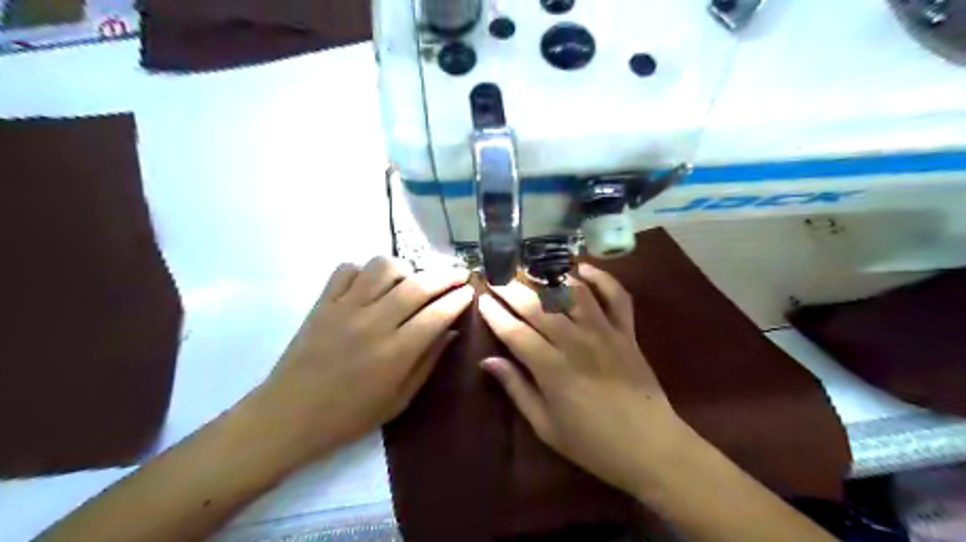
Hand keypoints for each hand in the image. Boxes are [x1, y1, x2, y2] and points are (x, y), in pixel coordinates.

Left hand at [250, 258, 473, 461]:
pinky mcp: (323, 303)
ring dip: (405, 269)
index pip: (437, 314)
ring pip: (382, 267)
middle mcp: (373, 323)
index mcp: (395, 352)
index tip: (470, 291)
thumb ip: (428, 361)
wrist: (289, 416)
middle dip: (445, 275)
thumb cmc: (349, 416)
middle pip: (417, 285)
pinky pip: (347, 269)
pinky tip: (371, 286)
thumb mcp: (399, 399)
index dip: (458, 299)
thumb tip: (452, 330)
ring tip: (410, 281)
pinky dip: (364, 271)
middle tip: (458, 273)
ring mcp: (345, 308)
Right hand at [478, 265, 690, 496]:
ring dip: (550, 277)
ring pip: (573, 292)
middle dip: (512, 289)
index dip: (494, 314)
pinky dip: (601, 278)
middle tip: (497, 278)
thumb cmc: (592, 443)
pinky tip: (582, 269)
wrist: (650, 446)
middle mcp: (576, 342)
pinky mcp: (627, 331)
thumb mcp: (545, 426)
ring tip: (531, 270)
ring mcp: (604, 332)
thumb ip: (516, 388)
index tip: (481, 299)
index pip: (514, 332)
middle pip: (538, 306)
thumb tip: (488, 360)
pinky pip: (616, 296)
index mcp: (552, 369)